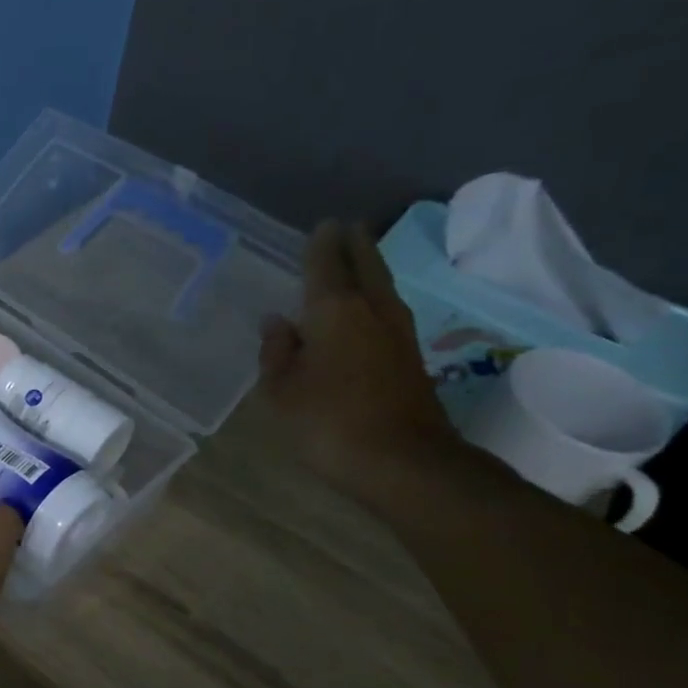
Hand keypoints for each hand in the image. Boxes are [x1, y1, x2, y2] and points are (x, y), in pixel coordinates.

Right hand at [260, 219, 460, 499]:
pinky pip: (388, 311)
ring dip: (371, 268)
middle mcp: (372, 310)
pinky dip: (375, 298)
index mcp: (335, 310)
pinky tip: (365, 310)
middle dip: (355, 245)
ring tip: (358, 259)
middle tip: (346, 228)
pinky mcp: (411, 357)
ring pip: (383, 286)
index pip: (326, 264)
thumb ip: (276, 352)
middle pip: (366, 265)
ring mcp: (399, 333)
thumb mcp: (281, 391)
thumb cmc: (328, 421)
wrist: (402, 462)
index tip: (322, 225)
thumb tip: (278, 322)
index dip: (321, 244)